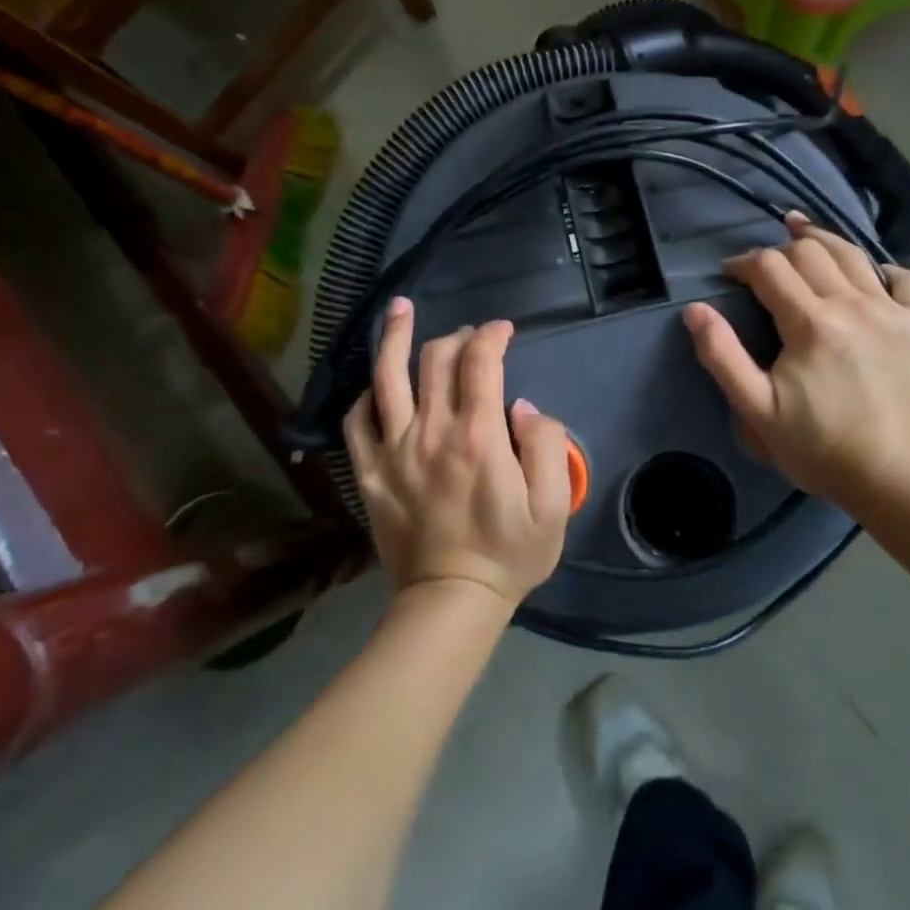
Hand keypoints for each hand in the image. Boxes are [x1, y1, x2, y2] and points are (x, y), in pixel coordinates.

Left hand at [343, 299, 572, 609]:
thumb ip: (547, 446)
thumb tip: (522, 407)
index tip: (504, 330)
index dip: (493, 335)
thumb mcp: (552, 505)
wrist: (450, 600)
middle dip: (457, 335)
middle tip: (471, 336)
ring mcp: (393, 450)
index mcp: (478, 436)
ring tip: (400, 308)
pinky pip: (356, 421)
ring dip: (394, 336)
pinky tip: (377, 383)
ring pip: (387, 377)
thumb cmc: (509, 553)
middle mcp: (431, 431)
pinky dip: (366, 394)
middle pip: (436, 359)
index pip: (481, 362)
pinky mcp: (369, 472)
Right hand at [683, 213, 909, 509]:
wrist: (895, 478)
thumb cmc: (818, 446)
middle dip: (780, 249)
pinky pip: (908, 279)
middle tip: (766, 266)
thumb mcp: (755, 408)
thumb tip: (695, 309)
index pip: (770, 268)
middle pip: (811, 251)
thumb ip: (721, 355)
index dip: (744, 263)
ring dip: (824, 242)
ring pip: (855, 255)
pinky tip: (870, 276)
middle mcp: (854, 304)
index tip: (730, 274)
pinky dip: (884, 270)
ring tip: (805, 235)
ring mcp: (895, 312)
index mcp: (810, 323)